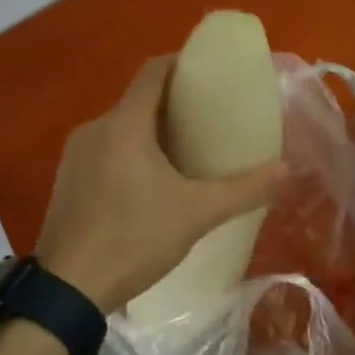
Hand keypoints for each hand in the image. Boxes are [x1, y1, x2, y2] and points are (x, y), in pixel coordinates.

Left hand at [34, 56, 285, 314]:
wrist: (67, 290)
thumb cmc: (134, 238)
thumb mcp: (197, 213)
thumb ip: (244, 190)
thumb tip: (287, 170)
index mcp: (124, 124)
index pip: (153, 72)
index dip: (182, 64)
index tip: (210, 74)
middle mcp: (94, 130)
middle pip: (138, 101)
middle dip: (174, 104)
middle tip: (210, 120)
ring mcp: (75, 157)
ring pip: (121, 129)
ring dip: (152, 133)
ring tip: (188, 152)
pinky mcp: (67, 183)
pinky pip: (106, 152)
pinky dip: (131, 155)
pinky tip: (152, 184)